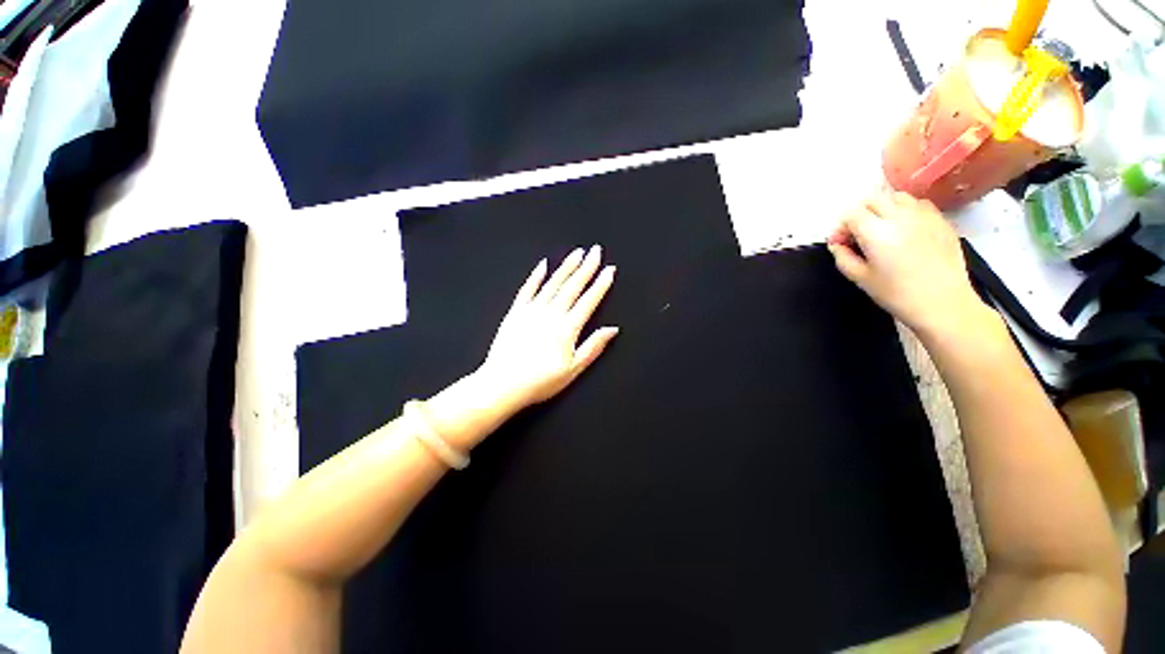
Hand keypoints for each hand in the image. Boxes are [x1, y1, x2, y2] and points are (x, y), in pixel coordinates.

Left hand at [476, 246, 618, 412]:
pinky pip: (527, 289)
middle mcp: (551, 314)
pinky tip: (543, 265)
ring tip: (577, 252)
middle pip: (572, 286)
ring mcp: (532, 311)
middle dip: (586, 267)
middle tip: (596, 251)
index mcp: (567, 329)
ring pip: (553, 283)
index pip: (588, 301)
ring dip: (566, 267)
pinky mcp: (516, 312)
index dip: (601, 284)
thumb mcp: (573, 369)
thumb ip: (593, 346)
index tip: (609, 269)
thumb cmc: (540, 381)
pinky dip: (536, 276)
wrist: (503, 384)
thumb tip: (612, 329)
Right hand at [827, 190, 989, 336]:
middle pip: (873, 200)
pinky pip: (919, 204)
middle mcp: (900, 217)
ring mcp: (924, 216)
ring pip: (897, 197)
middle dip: (860, 214)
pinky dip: (907, 210)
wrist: (943, 303)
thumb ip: (842, 257)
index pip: (851, 214)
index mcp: (876, 232)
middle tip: (859, 235)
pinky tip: (907, 229)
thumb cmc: (896, 294)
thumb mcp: (860, 278)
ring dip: (884, 208)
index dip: (842, 227)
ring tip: (883, 228)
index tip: (841, 243)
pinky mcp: (941, 221)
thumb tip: (836, 244)